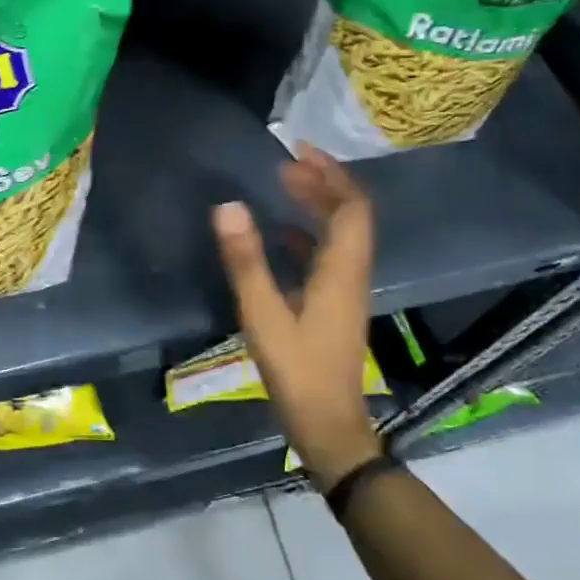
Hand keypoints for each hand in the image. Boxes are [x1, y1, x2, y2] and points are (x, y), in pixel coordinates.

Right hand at [213, 144, 383, 488]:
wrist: (329, 428)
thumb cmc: (297, 371)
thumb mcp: (263, 315)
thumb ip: (246, 260)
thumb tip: (227, 205)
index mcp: (341, 270)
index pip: (351, 207)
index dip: (330, 173)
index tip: (298, 151)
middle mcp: (352, 273)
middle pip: (350, 215)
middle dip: (323, 183)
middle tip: (285, 165)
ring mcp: (345, 291)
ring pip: (341, 234)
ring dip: (317, 206)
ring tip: (283, 187)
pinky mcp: (335, 305)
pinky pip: (329, 255)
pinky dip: (309, 234)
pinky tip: (281, 236)